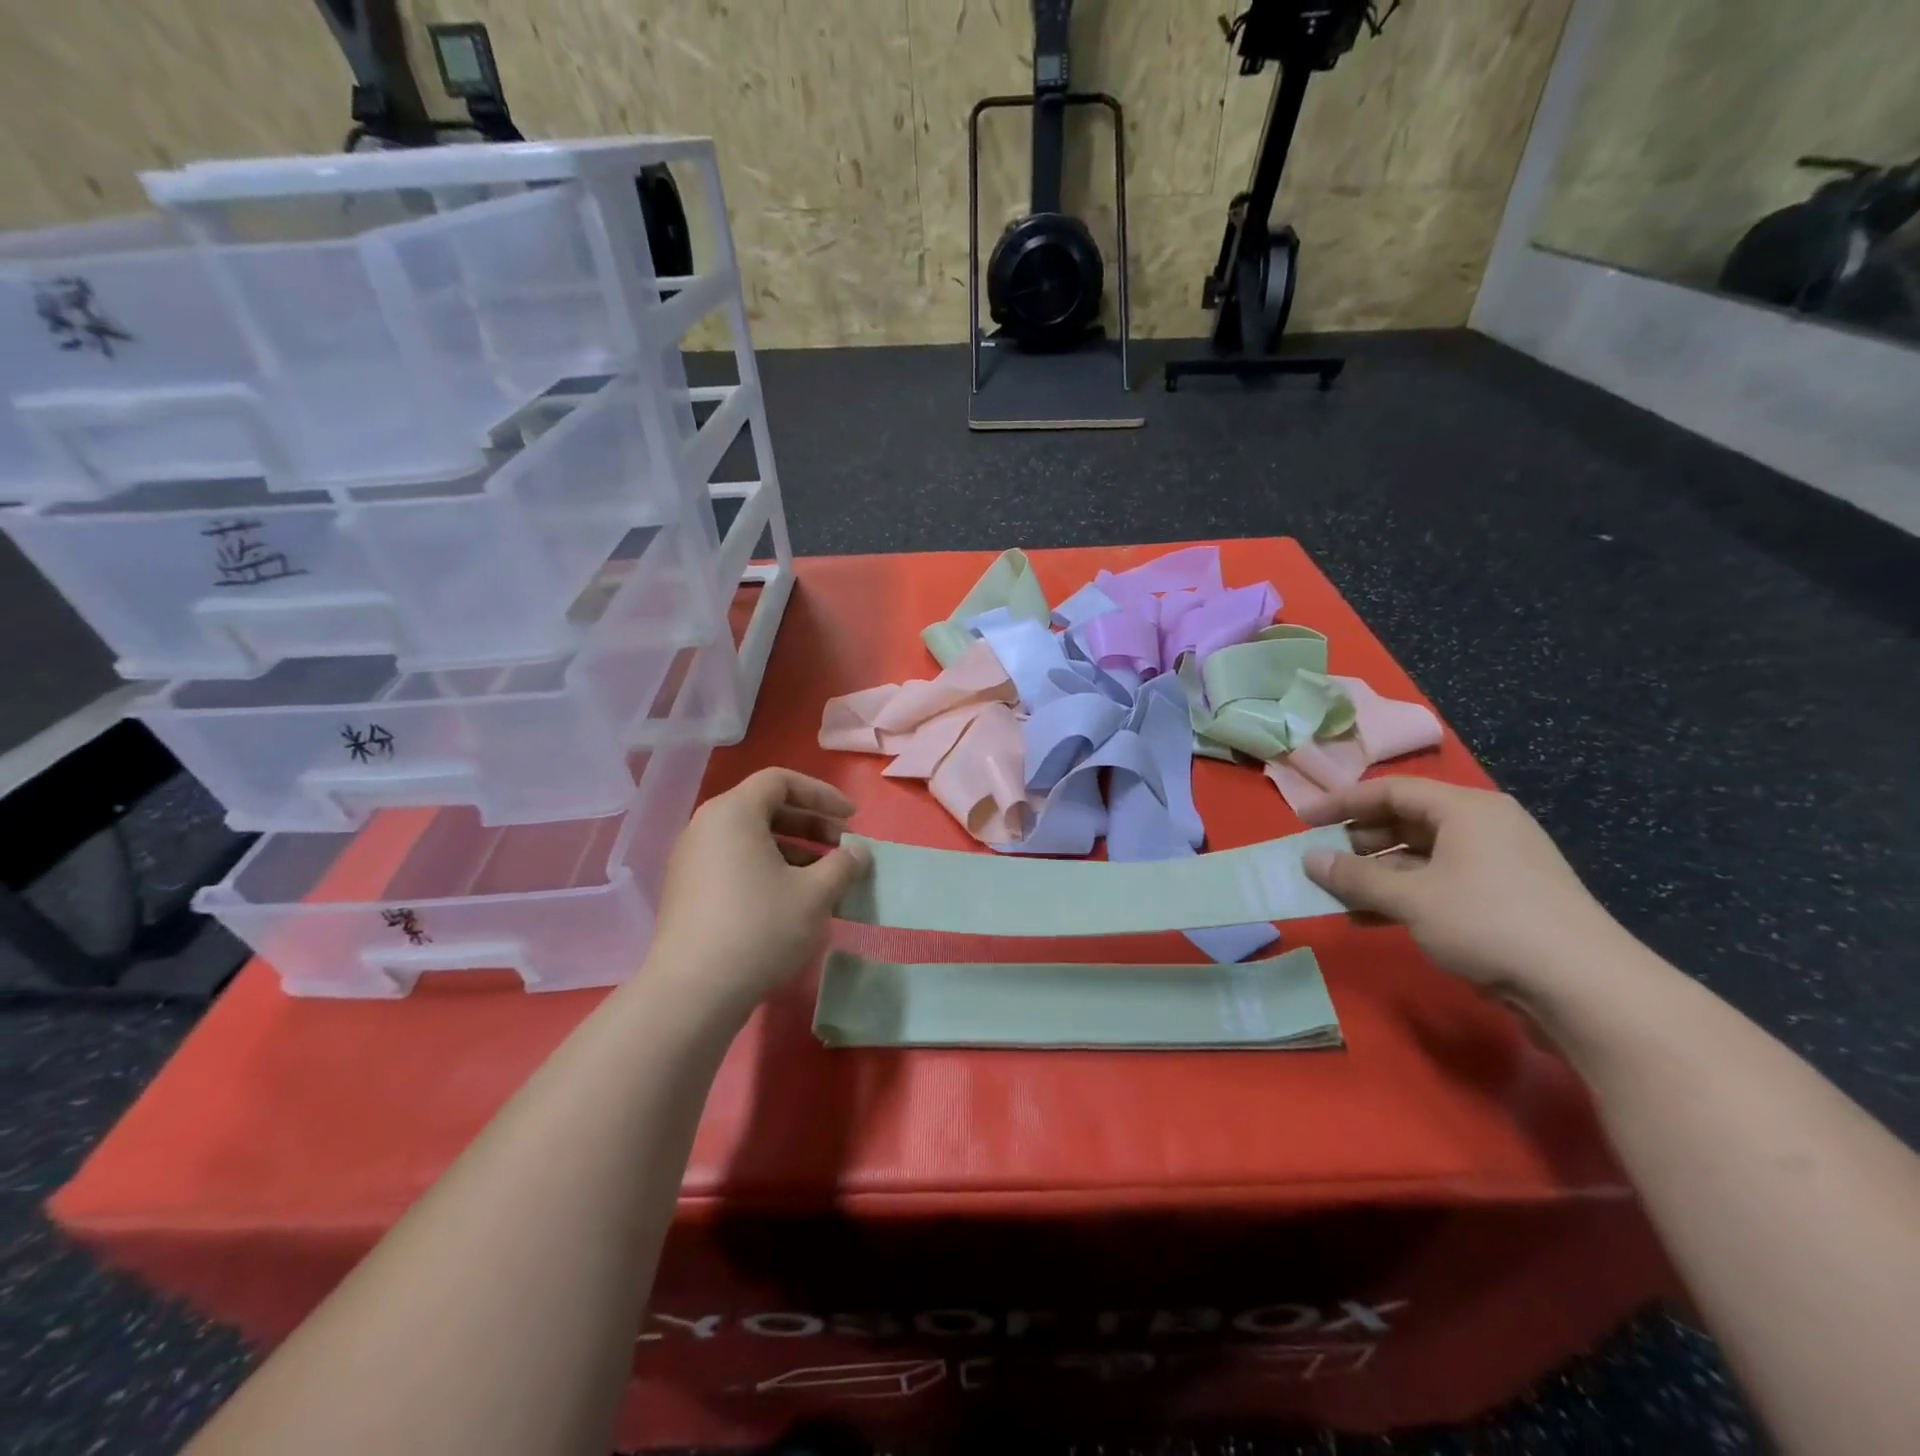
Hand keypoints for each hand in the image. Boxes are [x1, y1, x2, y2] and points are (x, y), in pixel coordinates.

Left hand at [642, 769, 870, 1020]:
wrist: (693, 992)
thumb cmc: (760, 928)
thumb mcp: (815, 894)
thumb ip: (844, 865)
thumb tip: (859, 852)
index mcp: (733, 812)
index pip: (781, 781)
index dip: (822, 794)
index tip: (851, 818)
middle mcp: (706, 827)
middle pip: (765, 808)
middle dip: (811, 825)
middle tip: (843, 848)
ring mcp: (692, 860)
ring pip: (751, 839)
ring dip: (794, 851)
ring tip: (825, 879)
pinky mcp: (688, 891)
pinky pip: (735, 863)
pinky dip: (768, 869)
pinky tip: (793, 902)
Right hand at [1301, 777, 1634, 998]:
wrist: (1588, 989)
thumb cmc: (1490, 923)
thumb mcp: (1412, 898)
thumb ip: (1356, 877)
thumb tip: (1310, 860)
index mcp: (1466, 809)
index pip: (1391, 790)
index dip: (1342, 802)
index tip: (1303, 819)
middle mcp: (1483, 828)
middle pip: (1406, 821)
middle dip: (1359, 841)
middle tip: (1321, 859)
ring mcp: (1496, 865)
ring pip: (1420, 857)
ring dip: (1376, 874)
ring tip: (1337, 894)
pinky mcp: (1503, 900)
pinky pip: (1438, 884)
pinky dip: (1402, 896)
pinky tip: (1369, 918)